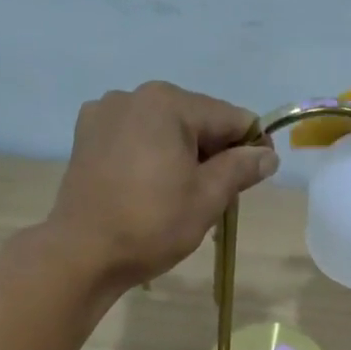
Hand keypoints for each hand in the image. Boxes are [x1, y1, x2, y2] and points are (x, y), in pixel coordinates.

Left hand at [48, 81, 277, 288]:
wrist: (83, 253)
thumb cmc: (151, 225)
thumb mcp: (207, 198)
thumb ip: (241, 169)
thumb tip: (267, 154)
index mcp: (168, 103)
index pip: (229, 117)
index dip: (252, 145)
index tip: (261, 175)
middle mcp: (134, 96)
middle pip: (194, 118)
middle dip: (214, 151)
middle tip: (221, 194)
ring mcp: (105, 113)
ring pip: (163, 129)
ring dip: (182, 154)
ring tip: (183, 194)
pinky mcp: (86, 137)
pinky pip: (134, 138)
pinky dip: (150, 155)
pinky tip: (149, 186)